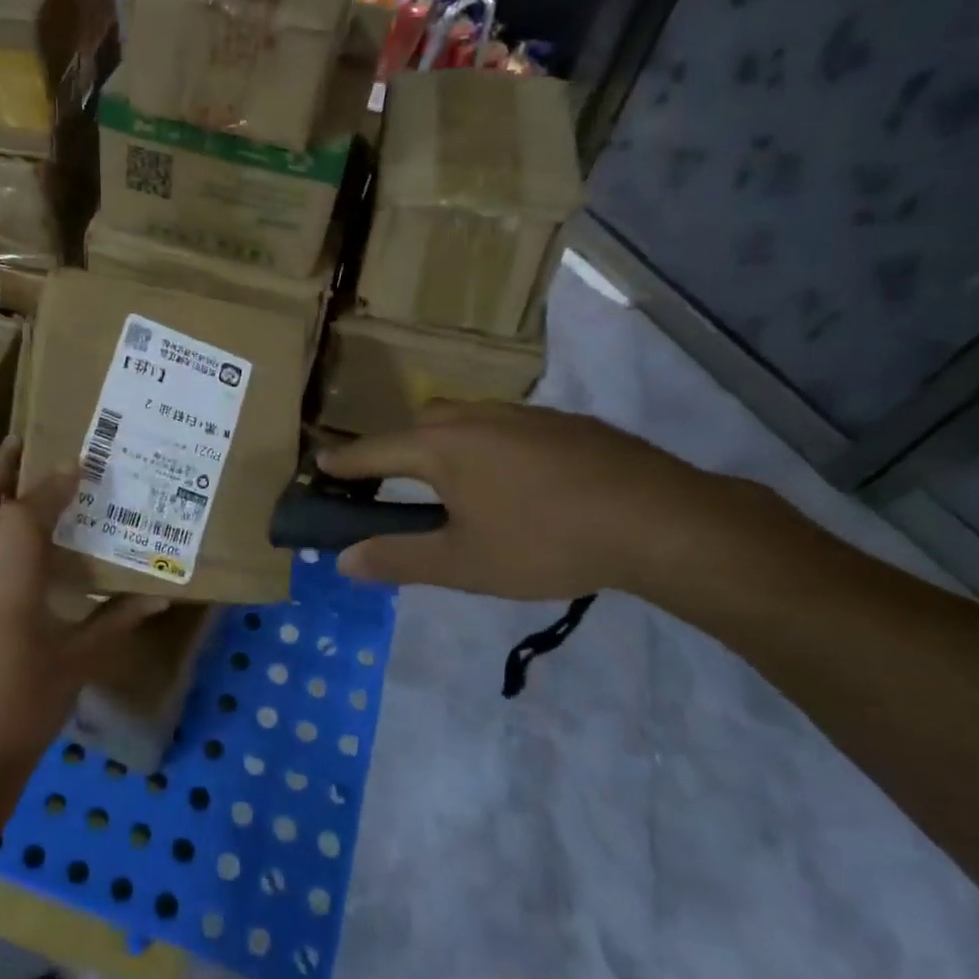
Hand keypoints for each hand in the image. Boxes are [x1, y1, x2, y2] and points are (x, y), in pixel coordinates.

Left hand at [0, 439, 162, 783]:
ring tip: (16, 479)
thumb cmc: (25, 711)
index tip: (75, 465)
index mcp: (6, 593)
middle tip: (23, 445)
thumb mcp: (77, 664)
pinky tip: (7, 537)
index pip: (20, 517)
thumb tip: (160, 597)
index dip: (48, 486)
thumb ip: (116, 623)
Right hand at [318, 401, 737, 600]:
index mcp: (443, 447)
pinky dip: (486, 444)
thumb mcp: (463, 564)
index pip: (376, 450)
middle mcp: (476, 417)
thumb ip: (398, 559)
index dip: (345, 462)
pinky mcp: (563, 423)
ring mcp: (524, 415)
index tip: (321, 465)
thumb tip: (343, 561)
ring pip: (465, 418)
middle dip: (395, 448)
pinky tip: (511, 480)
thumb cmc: (545, 542)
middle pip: (419, 424)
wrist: (658, 520)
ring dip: (442, 442)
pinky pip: (504, 425)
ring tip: (449, 482)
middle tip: (389, 483)